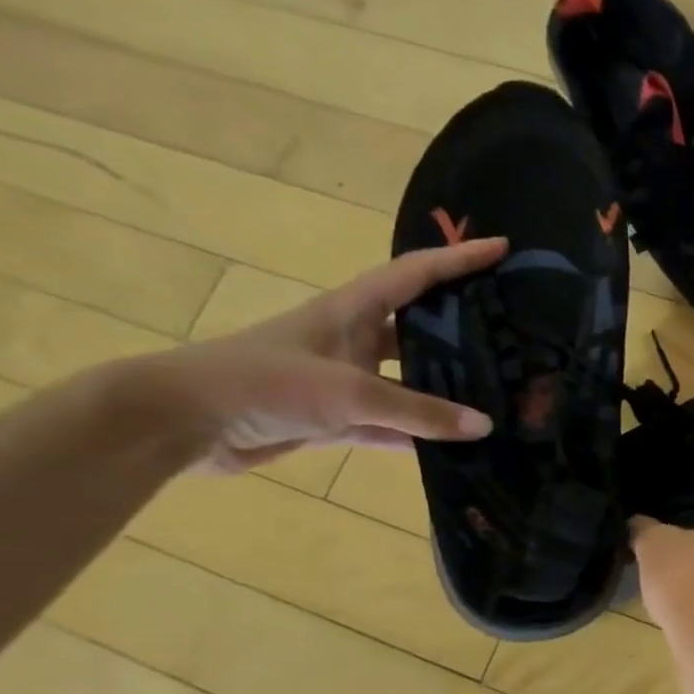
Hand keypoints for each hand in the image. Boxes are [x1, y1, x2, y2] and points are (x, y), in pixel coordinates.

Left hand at [156, 239, 504, 471]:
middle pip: (418, 328)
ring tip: (496, 396)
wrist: (180, 424)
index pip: (416, 275)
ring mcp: (343, 381)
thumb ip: (420, 411)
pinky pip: (390, 425)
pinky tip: (455, 446)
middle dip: (461, 329)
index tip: (502, 248)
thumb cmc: (263, 384)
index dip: (458, 258)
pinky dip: (419, 435)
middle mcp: (351, 340)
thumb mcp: (349, 393)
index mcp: (350, 311)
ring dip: (444, 391)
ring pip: (407, 381)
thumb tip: (486, 426)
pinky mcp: (333, 418)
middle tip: (512, 336)